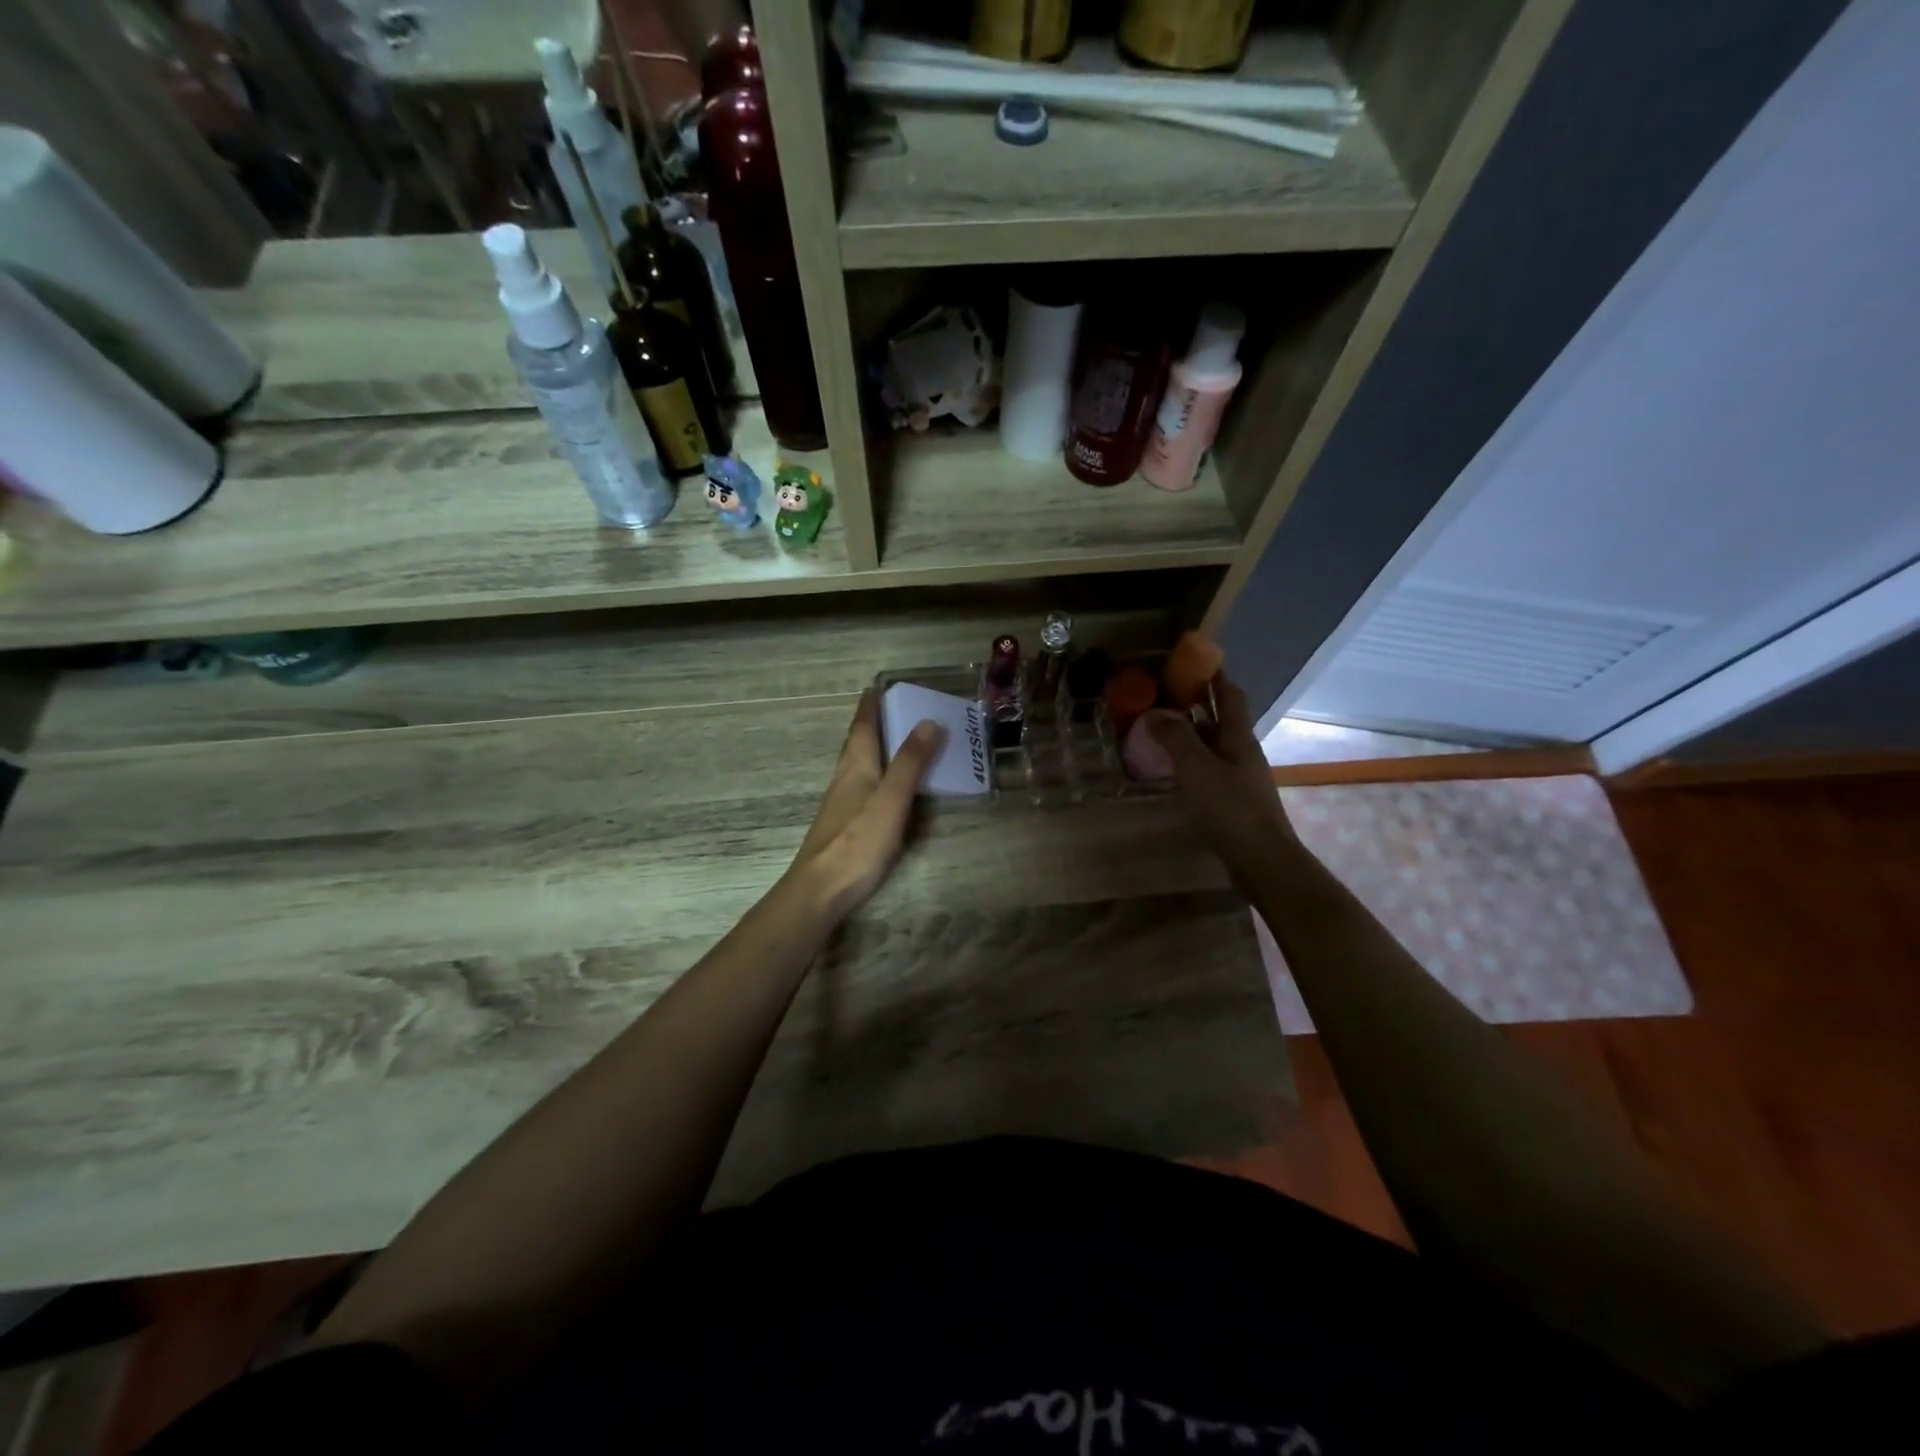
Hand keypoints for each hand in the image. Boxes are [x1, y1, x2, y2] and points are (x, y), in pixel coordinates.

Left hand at [786, 692, 943, 918]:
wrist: (821, 889)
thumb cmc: (858, 841)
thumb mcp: (891, 799)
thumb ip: (910, 762)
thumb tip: (928, 721)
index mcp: (856, 766)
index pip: (863, 726)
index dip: (871, 705)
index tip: (879, 685)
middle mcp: (845, 778)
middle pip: (858, 743)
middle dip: (873, 723)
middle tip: (895, 707)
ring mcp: (842, 803)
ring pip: (859, 764)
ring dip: (875, 748)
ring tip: (897, 740)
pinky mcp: (845, 825)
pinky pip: (864, 786)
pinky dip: (878, 774)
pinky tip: (887, 787)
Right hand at [1144, 673, 1295, 883]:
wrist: (1262, 860)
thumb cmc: (1230, 808)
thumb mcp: (1196, 768)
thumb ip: (1175, 738)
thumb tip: (1156, 713)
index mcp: (1239, 737)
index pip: (1230, 695)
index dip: (1215, 676)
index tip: (1193, 661)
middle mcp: (1243, 752)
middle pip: (1222, 719)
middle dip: (1198, 703)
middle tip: (1165, 694)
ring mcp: (1241, 778)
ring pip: (1215, 745)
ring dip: (1193, 733)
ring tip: (1162, 729)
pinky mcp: (1234, 801)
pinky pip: (1210, 769)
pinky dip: (1192, 761)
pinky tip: (1174, 770)